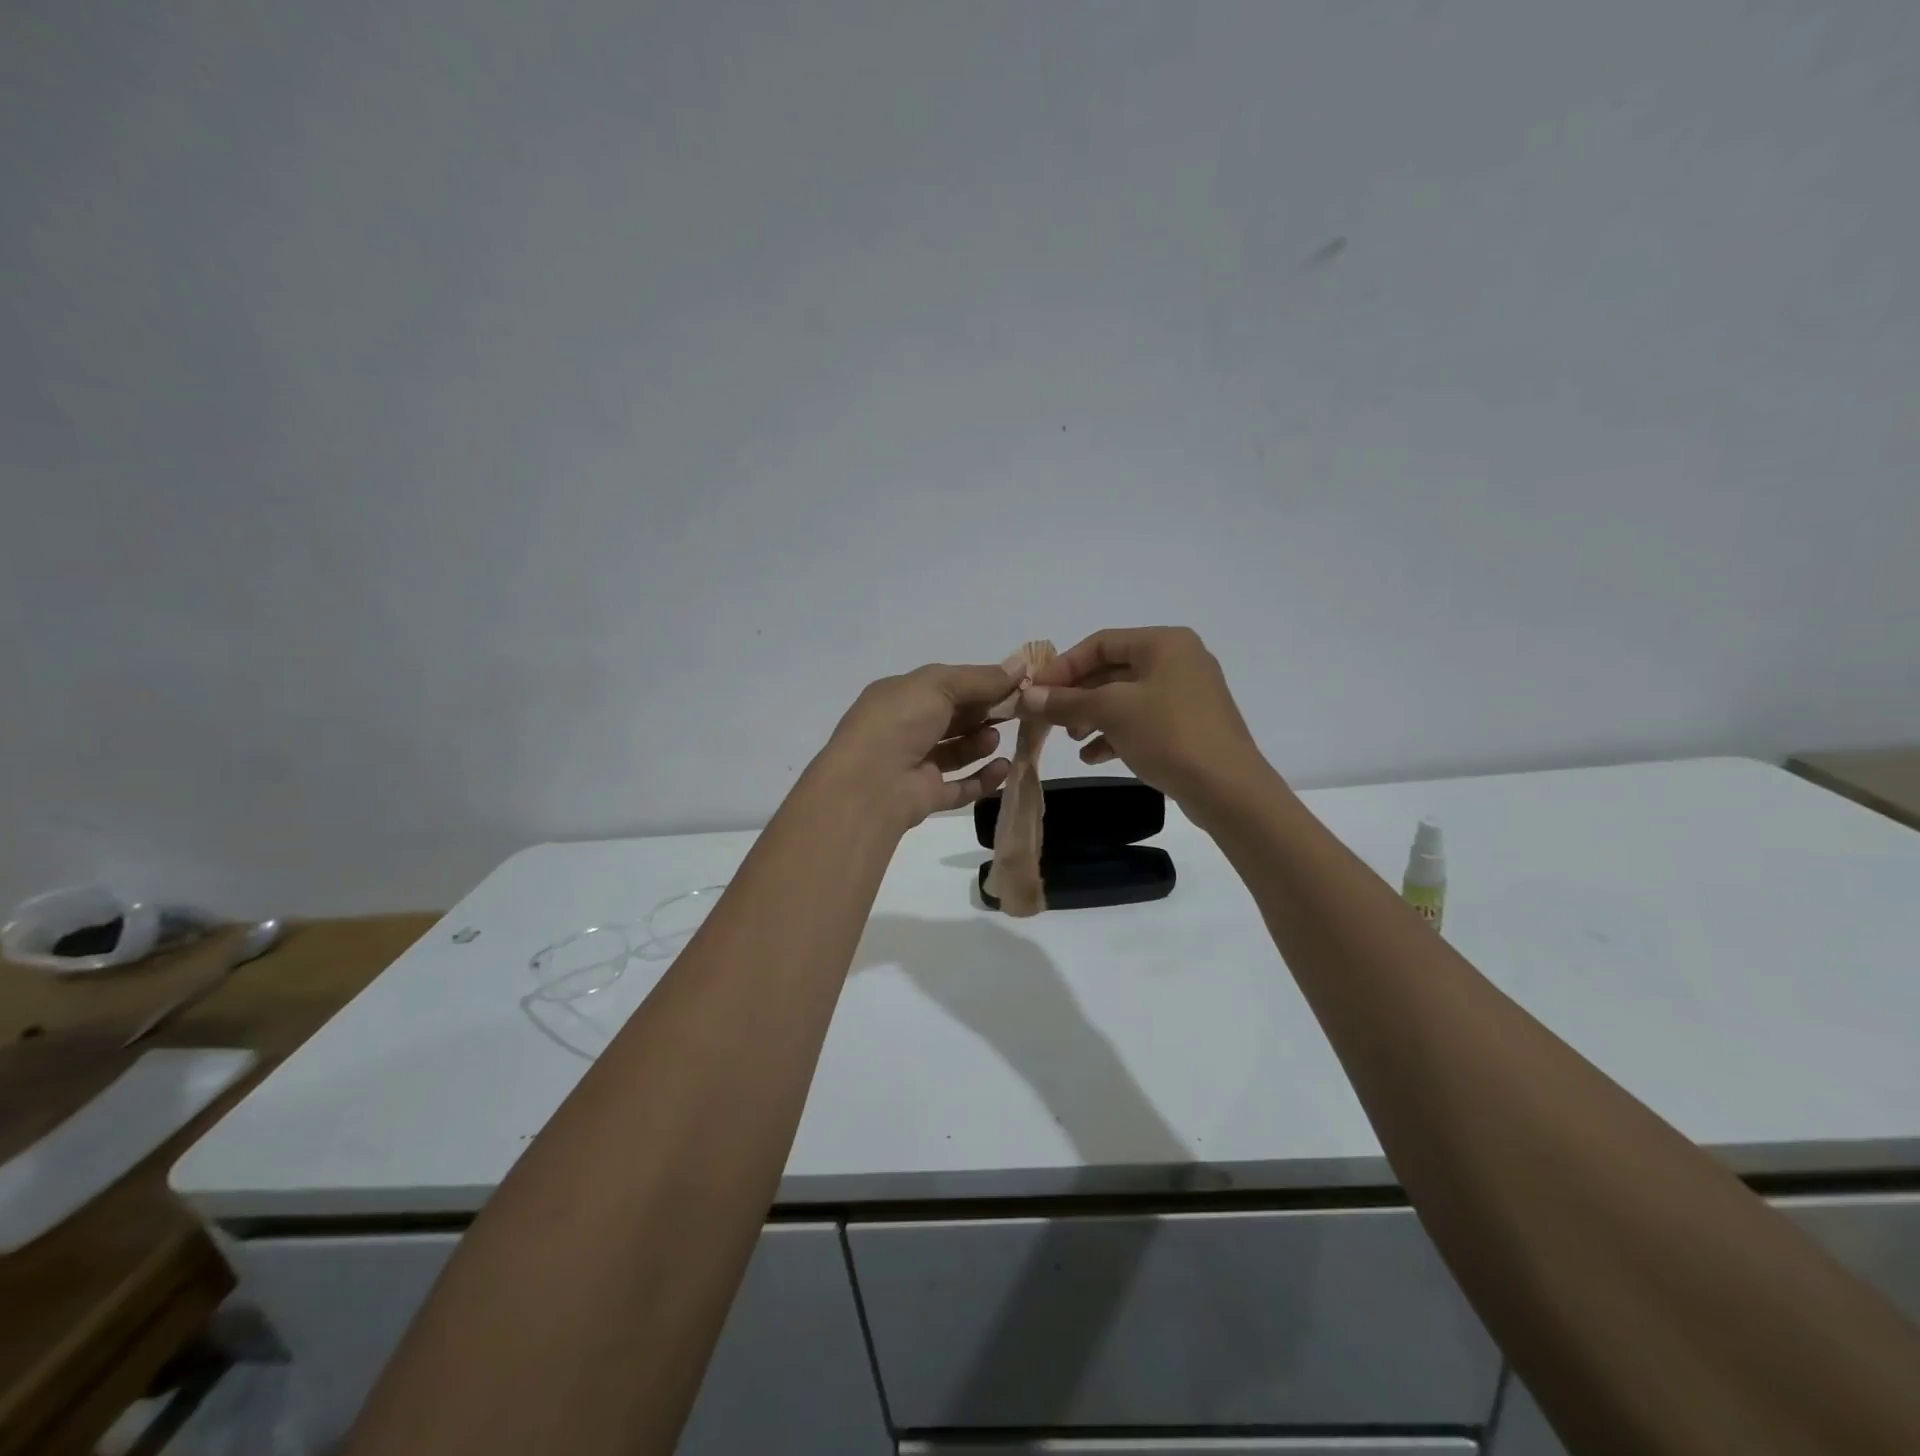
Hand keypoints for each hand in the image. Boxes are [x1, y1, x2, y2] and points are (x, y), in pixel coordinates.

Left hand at [813, 663, 1015, 830]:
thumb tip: (1021, 664)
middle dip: (983, 712)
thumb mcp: (938, 685)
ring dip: (980, 743)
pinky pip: (959, 787)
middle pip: (952, 718)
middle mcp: (904, 728)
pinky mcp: (924, 797)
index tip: (1014, 683)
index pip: (944, 685)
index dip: (979, 683)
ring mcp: (913, 765)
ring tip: (997, 738)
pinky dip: (982, 778)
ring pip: (955, 752)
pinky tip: (1003, 767)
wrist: (869, 784)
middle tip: (1017, 709)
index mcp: (899, 696)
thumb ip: (980, 678)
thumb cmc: (899, 722)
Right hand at [1018, 627, 1273, 819]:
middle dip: (1077, 695)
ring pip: (1125, 698)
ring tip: (1071, 739)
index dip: (1063, 666)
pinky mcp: (1188, 727)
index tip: (1035, 692)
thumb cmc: (1169, 735)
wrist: (1228, 789)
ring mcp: (1186, 695)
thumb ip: (1066, 701)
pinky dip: (1114, 734)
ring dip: (1092, 716)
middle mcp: (1178, 661)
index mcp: (1164, 643)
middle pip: (1112, 671)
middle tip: (1048, 718)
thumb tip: (1025, 698)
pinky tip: (1093, 756)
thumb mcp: (1111, 712)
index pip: (1100, 643)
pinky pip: (1141, 722)